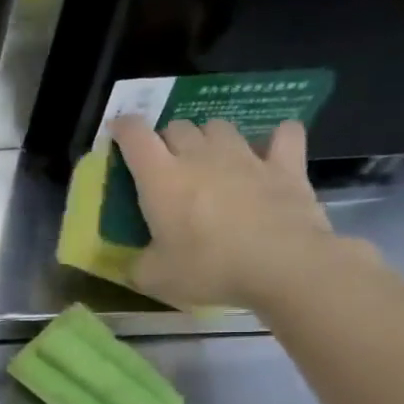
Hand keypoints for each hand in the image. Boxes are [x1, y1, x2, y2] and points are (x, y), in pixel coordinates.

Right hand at [110, 116, 357, 309]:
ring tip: (210, 158)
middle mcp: (200, 156)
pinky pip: (284, 134)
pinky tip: (271, 149)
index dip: (123, 127)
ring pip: (220, 126)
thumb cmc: (208, 270)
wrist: (283, 267)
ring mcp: (246, 157)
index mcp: (161, 178)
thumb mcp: (153, 278)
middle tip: (166, 164)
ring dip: (209, 137)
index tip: (117, 130)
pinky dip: (275, 137)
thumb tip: (134, 262)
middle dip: (167, 139)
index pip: (135, 136)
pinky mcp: (286, 166)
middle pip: (178, 126)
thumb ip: (137, 264)